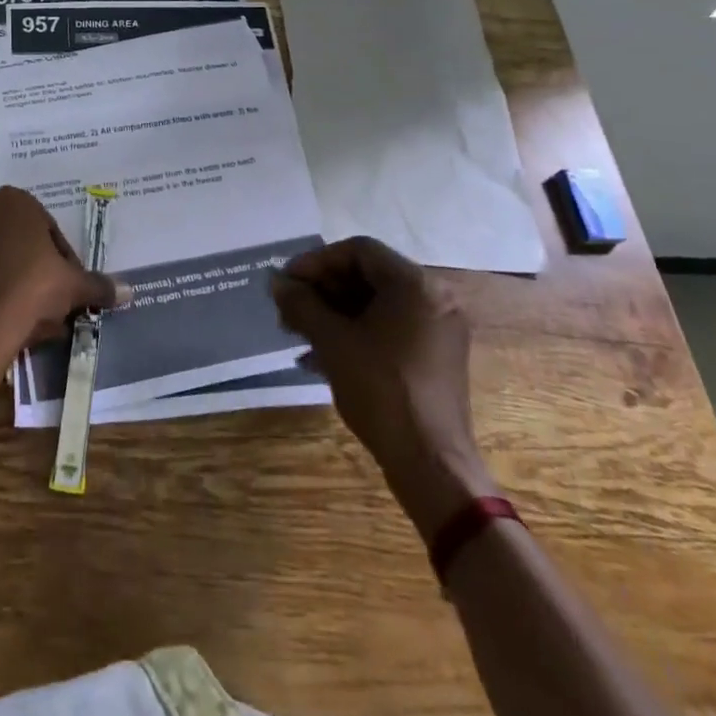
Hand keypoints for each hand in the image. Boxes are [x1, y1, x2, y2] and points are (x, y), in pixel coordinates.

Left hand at [0, 187, 125, 358]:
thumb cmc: (33, 289)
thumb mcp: (74, 286)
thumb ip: (99, 285)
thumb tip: (129, 291)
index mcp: (15, 202)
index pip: (47, 228)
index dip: (63, 258)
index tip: (69, 285)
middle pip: (19, 243)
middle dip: (35, 270)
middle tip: (51, 302)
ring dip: (12, 284)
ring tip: (29, 319)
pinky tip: (2, 324)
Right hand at [271, 238, 497, 535]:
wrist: (431, 464)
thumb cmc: (381, 391)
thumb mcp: (333, 342)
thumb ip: (302, 305)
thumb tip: (277, 283)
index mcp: (417, 285)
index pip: (359, 251)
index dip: (317, 261)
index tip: (288, 282)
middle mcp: (434, 298)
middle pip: (368, 276)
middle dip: (323, 290)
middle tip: (289, 308)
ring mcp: (438, 328)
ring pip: (376, 304)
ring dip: (334, 313)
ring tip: (299, 332)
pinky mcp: (435, 356)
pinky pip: (390, 328)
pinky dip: (356, 333)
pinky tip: (321, 355)